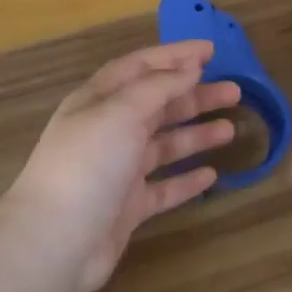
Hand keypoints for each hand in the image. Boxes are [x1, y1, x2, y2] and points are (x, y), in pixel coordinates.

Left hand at [3, 41, 239, 291]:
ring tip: (231, 131)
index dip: (174, 56)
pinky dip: (186, 180)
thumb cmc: (88, 165)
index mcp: (98, 101)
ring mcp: (117, 172)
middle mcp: (107, 131)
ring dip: (196, 135)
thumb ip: (158, 87)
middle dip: (194, 96)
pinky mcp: (127, 208)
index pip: (140, 68)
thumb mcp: (121, 112)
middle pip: (156, 105)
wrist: (55, 241)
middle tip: (235, 93)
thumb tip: (189, 68)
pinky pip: (163, 187)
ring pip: (163, 146)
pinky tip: (212, 176)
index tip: (211, 51)